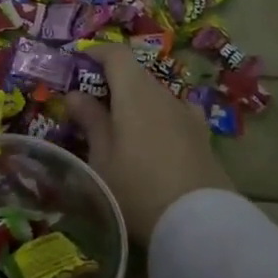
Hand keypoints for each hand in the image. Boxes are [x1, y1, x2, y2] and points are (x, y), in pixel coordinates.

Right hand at [66, 43, 232, 242]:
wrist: (199, 224)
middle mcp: (163, 94)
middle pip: (135, 74)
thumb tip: (75, 95)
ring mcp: (187, 115)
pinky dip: (157, 117)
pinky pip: (173, 114)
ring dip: (135, 102)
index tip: (76, 64)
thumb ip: (90, 121)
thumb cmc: (137, 186)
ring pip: (155, 95)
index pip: (116, 54)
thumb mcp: (101, 157)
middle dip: (112, 81)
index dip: (95, 53)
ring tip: (119, 127)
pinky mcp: (202, 137)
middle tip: (90, 104)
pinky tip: (153, 139)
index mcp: (135, 91)